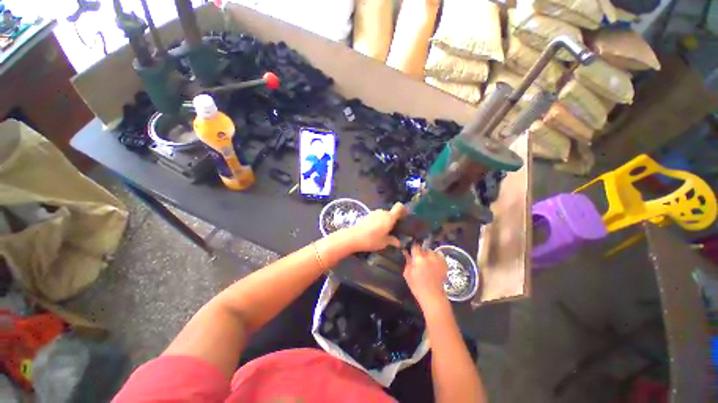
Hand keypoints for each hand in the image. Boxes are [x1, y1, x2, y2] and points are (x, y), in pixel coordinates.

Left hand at [338, 202, 405, 252]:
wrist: (353, 237)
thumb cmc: (372, 240)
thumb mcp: (384, 243)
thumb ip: (392, 241)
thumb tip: (399, 243)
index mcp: (389, 217)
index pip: (399, 207)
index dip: (403, 210)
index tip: (405, 216)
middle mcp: (382, 212)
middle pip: (391, 212)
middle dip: (394, 219)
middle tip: (394, 229)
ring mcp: (374, 213)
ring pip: (383, 215)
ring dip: (385, 220)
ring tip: (384, 231)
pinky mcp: (367, 215)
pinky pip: (377, 217)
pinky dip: (378, 221)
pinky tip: (375, 230)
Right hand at [403, 243, 449, 310]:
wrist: (433, 296)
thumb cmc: (417, 286)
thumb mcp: (407, 274)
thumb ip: (407, 261)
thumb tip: (406, 253)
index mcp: (419, 259)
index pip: (415, 246)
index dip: (413, 248)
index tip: (412, 251)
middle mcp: (429, 257)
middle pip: (424, 249)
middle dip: (421, 252)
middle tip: (419, 259)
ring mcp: (438, 260)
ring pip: (432, 252)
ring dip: (429, 255)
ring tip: (428, 262)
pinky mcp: (445, 264)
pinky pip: (440, 256)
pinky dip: (436, 258)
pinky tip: (434, 264)